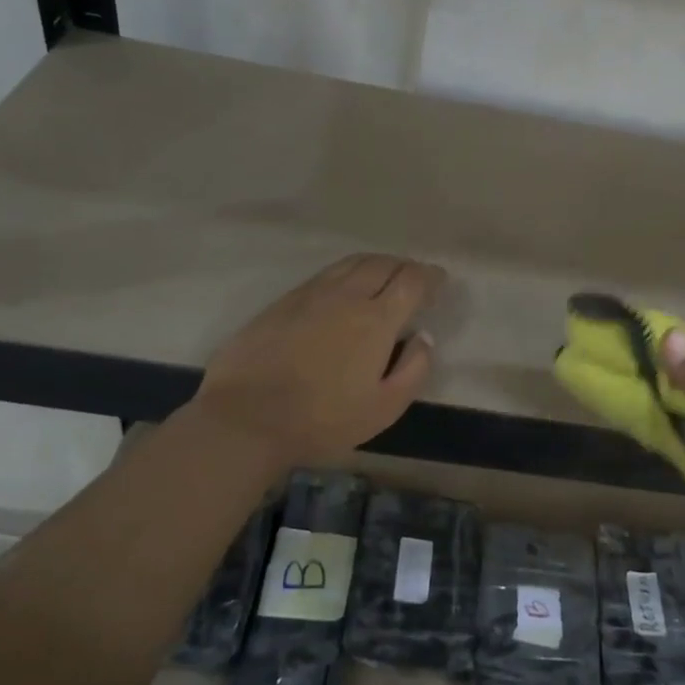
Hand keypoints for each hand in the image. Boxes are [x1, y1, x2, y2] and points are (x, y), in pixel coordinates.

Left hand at [190, 254, 443, 466]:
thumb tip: (423, 338)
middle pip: (382, 264)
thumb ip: (413, 370)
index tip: (439, 282)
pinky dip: (345, 274)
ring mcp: (310, 294)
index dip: (430, 277)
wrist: (246, 418)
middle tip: (414, 279)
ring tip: (383, 277)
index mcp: (376, 319)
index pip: (411, 281)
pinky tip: (343, 290)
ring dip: (375, 264)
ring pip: (351, 264)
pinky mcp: (283, 302)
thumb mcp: (384, 408)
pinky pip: (325, 275)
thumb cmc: (323, 420)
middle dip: (404, 266)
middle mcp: (346, 295)